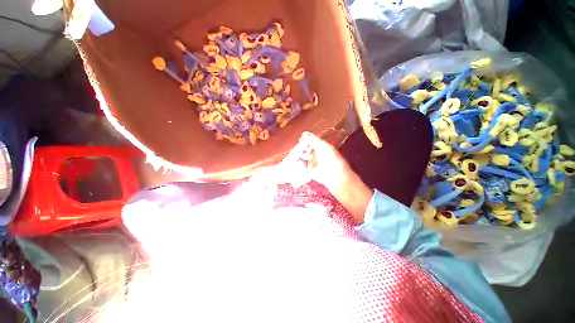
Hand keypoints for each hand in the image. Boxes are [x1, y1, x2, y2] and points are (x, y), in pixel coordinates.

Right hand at [299, 132, 372, 223]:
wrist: (337, 179)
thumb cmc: (333, 161)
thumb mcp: (325, 148)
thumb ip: (315, 141)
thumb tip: (304, 134)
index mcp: (322, 147)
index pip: (311, 141)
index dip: (305, 139)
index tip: (300, 139)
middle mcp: (317, 154)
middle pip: (306, 149)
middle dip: (301, 148)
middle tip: (296, 149)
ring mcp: (314, 163)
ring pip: (303, 157)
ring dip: (299, 156)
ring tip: (296, 157)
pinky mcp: (311, 171)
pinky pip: (303, 166)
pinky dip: (299, 165)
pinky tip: (296, 163)